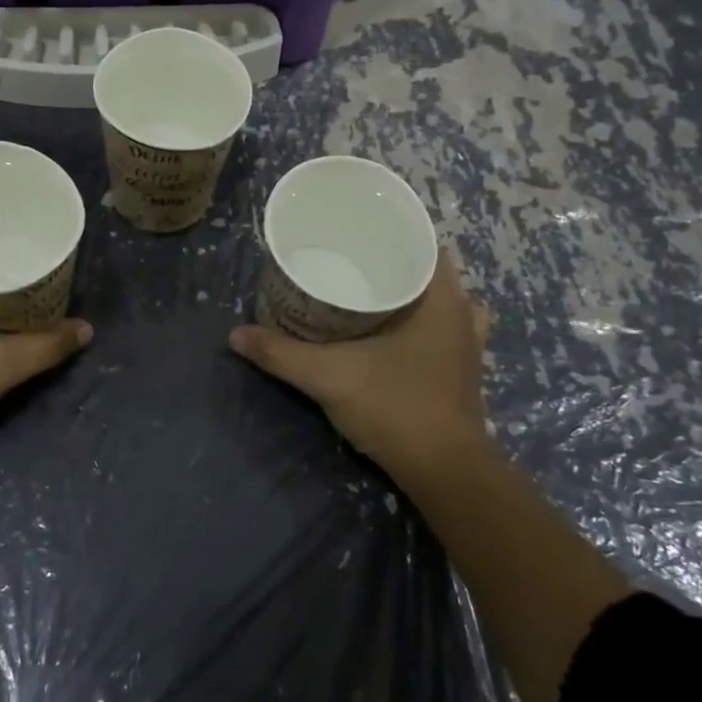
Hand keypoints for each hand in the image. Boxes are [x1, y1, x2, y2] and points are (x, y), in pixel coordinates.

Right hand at [229, 253, 494, 493]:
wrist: (444, 473)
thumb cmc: (396, 408)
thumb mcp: (329, 376)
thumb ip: (281, 353)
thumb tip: (235, 334)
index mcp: (441, 298)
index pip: (423, 240)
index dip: (390, 229)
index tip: (353, 229)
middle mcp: (461, 313)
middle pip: (426, 268)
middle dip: (387, 259)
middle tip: (343, 257)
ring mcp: (466, 342)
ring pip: (435, 299)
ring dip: (405, 290)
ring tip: (364, 287)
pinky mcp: (461, 368)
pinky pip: (440, 326)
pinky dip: (417, 320)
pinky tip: (389, 328)